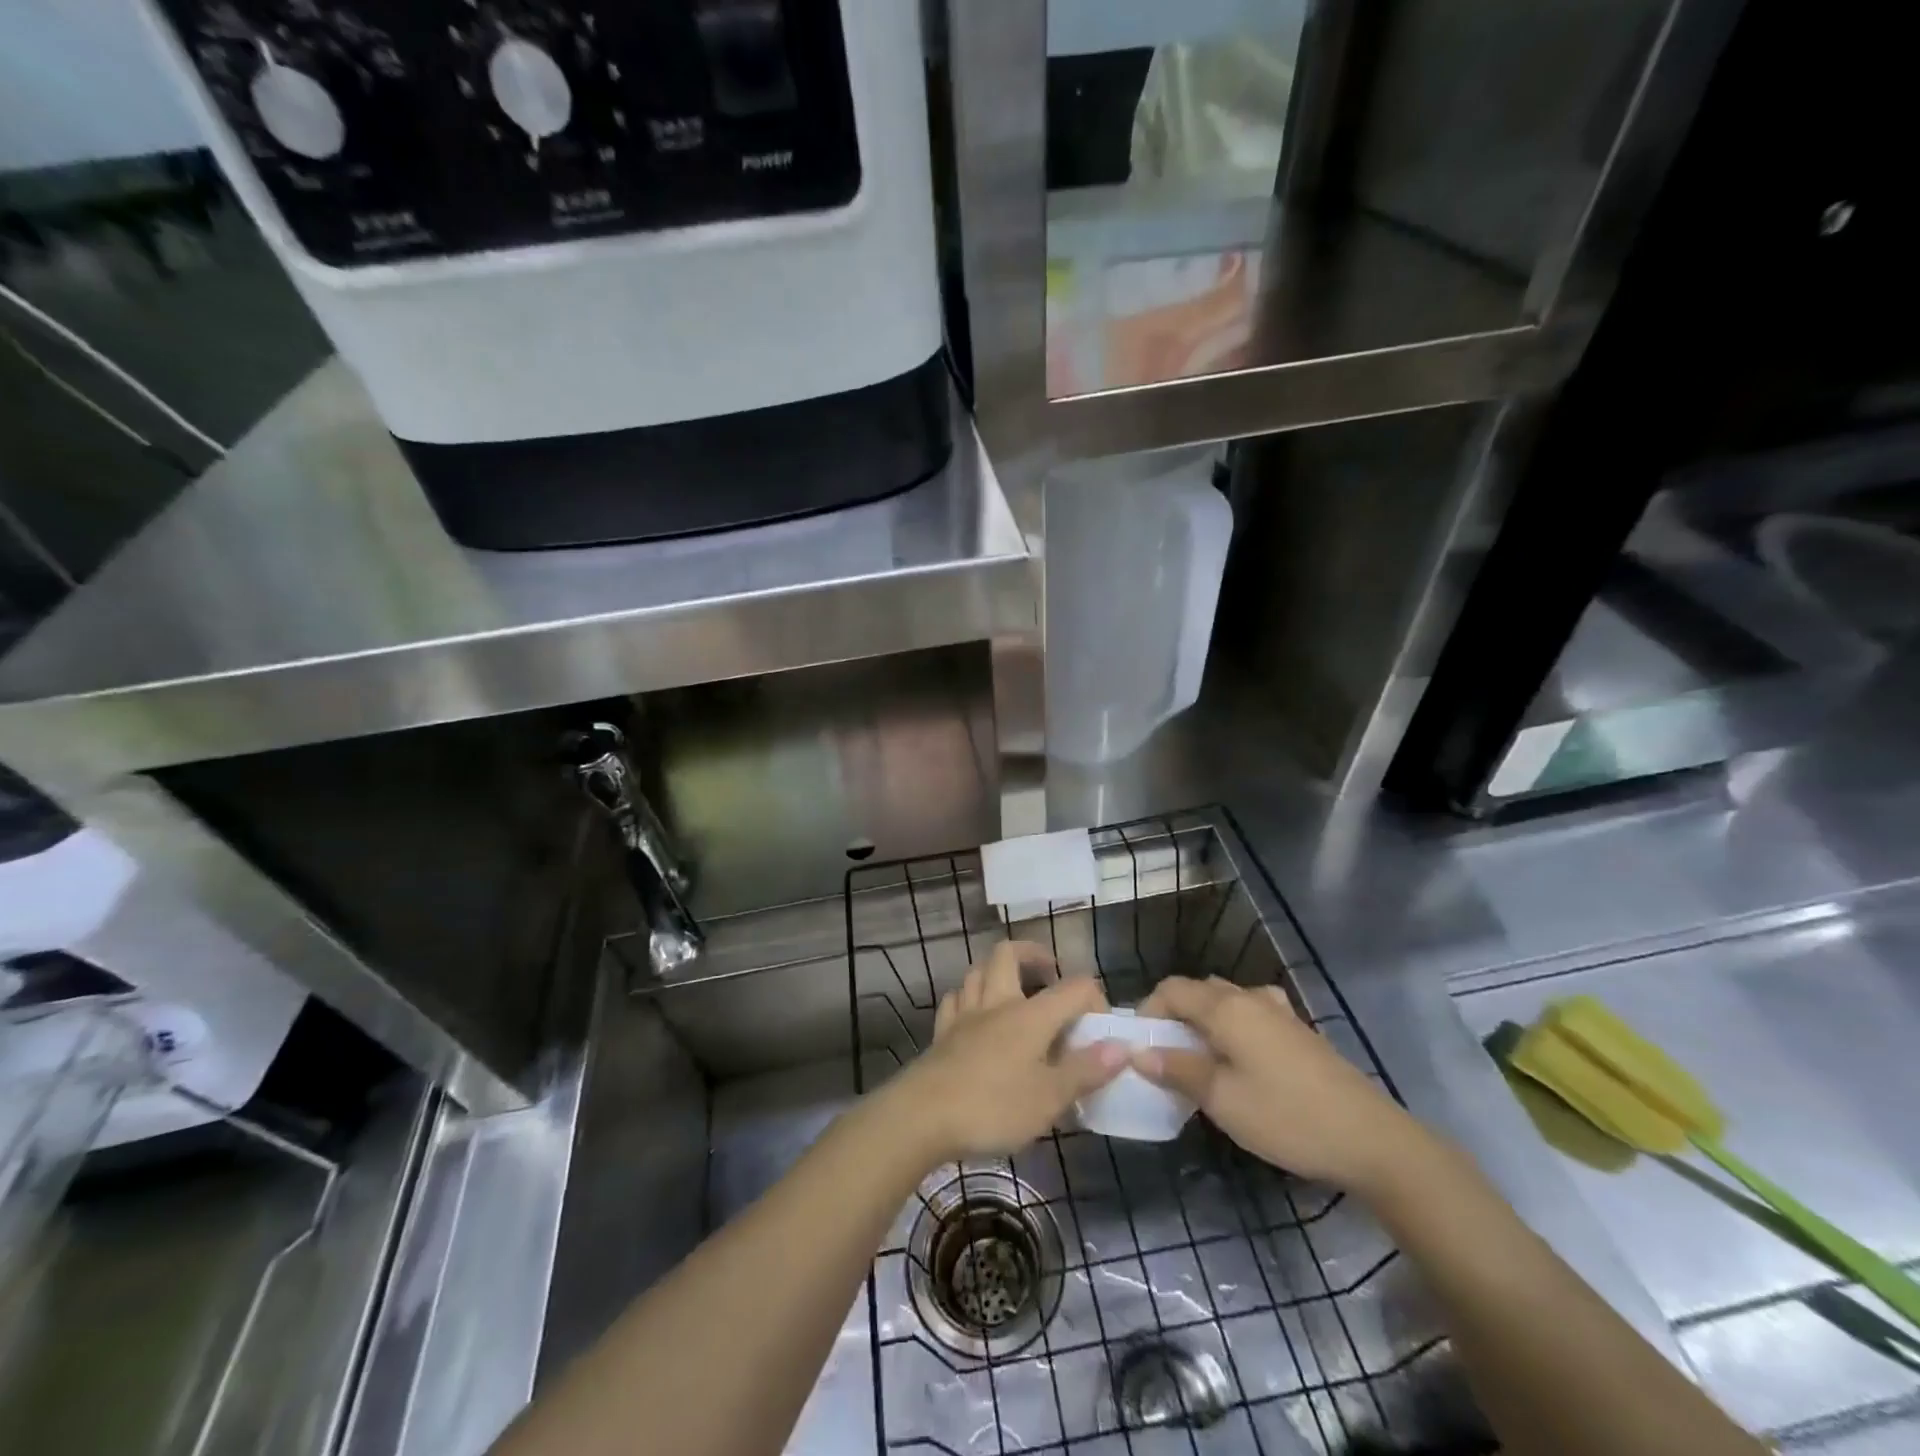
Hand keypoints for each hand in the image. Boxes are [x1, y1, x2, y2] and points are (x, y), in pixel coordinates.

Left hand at [890, 941, 1126, 1164]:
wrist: (922, 1117)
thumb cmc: (993, 1106)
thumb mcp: (1050, 1098)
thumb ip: (1086, 1070)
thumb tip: (1123, 1046)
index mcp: (1030, 1015)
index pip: (1073, 987)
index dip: (1094, 1000)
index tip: (1101, 1031)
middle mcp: (997, 1003)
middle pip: (1009, 954)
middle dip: (1033, 955)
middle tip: (1050, 975)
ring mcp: (964, 1015)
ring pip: (978, 971)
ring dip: (998, 973)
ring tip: (1014, 993)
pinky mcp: (941, 1033)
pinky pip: (956, 1000)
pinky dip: (969, 998)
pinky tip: (975, 1014)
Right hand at [1133, 976, 1427, 1191]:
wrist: (1371, 1139)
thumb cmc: (1286, 1117)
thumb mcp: (1222, 1099)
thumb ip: (1177, 1069)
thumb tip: (1137, 1052)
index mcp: (1226, 1008)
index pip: (1171, 989)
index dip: (1148, 1010)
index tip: (1139, 1046)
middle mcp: (1250, 998)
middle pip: (1198, 990)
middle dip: (1174, 1015)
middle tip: (1164, 1055)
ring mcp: (1279, 1012)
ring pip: (1226, 1000)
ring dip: (1203, 1020)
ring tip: (1199, 1058)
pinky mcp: (1299, 1031)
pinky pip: (1251, 1013)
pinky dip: (1232, 1026)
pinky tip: (1240, 1058)